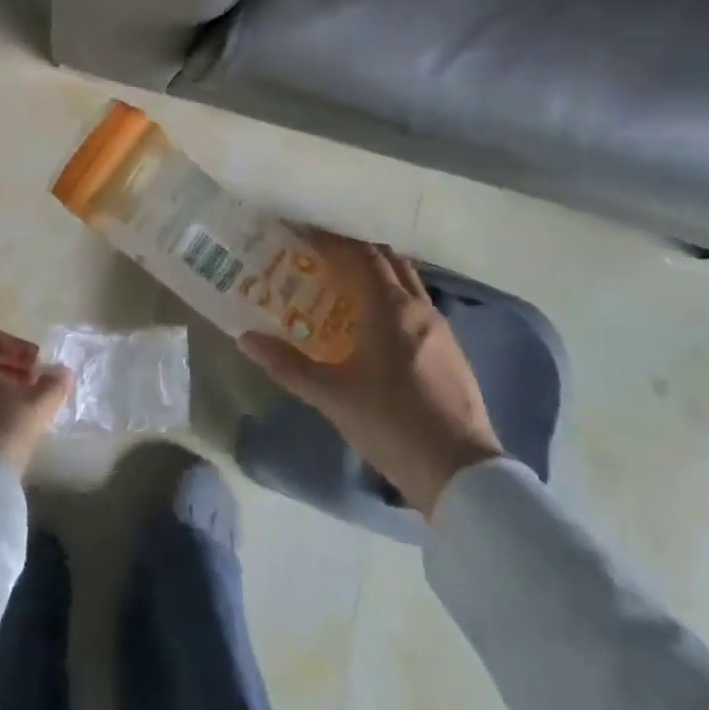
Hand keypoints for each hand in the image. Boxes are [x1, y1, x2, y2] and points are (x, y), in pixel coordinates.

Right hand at [240, 233, 502, 518]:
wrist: (463, 476)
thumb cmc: (392, 425)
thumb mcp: (332, 397)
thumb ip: (288, 365)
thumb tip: (245, 339)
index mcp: (389, 307)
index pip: (359, 254)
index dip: (330, 239)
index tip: (302, 233)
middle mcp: (418, 307)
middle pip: (386, 258)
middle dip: (354, 249)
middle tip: (321, 254)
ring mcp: (441, 328)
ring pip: (407, 280)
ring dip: (378, 271)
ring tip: (346, 283)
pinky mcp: (452, 351)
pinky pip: (419, 304)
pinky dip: (395, 295)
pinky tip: (377, 322)